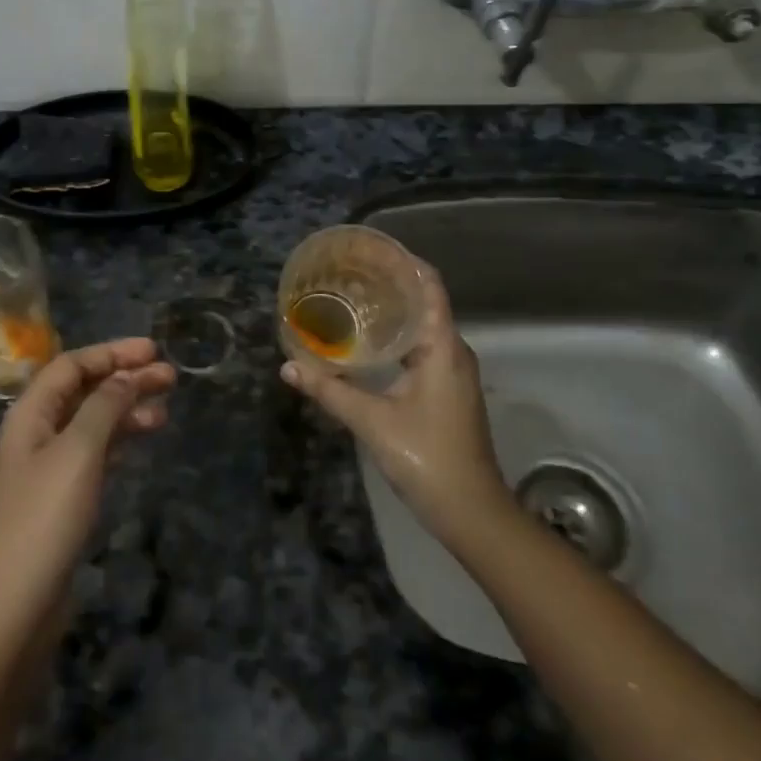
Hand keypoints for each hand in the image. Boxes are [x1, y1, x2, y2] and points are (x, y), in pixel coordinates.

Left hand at [0, 338, 174, 647]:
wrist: (12, 610)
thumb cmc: (44, 520)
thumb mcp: (78, 453)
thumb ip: (103, 407)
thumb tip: (126, 376)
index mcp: (30, 414)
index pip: (71, 365)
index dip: (112, 353)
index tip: (154, 350)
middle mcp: (35, 433)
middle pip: (83, 391)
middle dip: (125, 379)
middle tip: (170, 377)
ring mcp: (47, 468)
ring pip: (91, 422)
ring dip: (126, 410)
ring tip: (165, 411)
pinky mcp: (60, 499)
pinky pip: (93, 453)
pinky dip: (119, 441)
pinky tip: (141, 441)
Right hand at [280, 267, 507, 546]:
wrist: (472, 512)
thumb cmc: (427, 458)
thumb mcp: (373, 422)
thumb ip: (330, 391)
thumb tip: (288, 366)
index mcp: (442, 348)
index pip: (429, 286)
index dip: (404, 261)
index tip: (370, 248)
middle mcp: (452, 352)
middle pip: (424, 302)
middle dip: (389, 283)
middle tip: (347, 272)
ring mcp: (452, 372)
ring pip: (422, 327)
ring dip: (392, 311)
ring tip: (351, 299)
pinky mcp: (446, 390)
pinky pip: (421, 348)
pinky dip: (395, 336)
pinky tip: (367, 343)